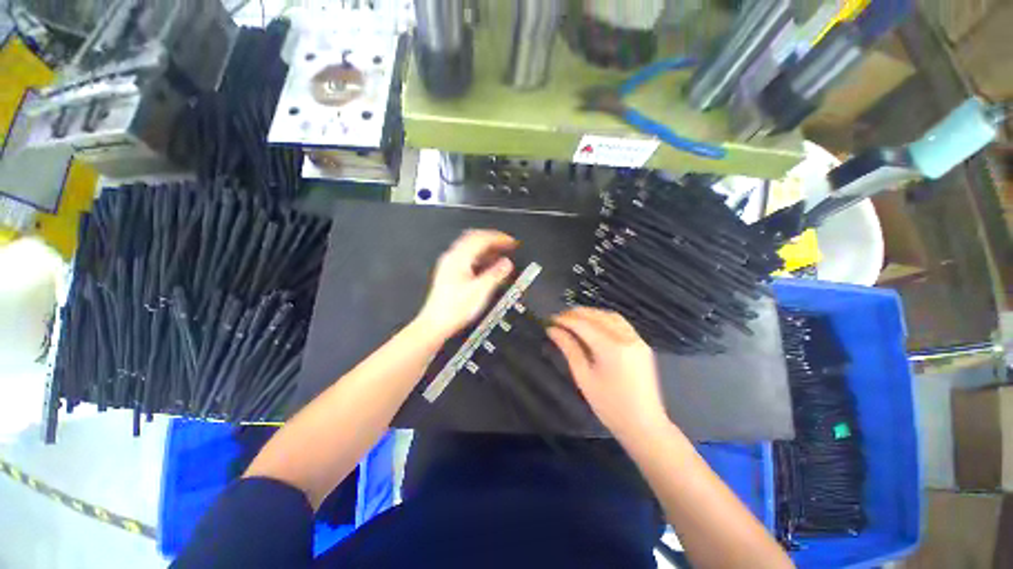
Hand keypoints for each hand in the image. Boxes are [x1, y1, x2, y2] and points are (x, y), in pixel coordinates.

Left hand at [415, 230, 516, 340]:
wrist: (436, 323)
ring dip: (486, 248)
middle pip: (474, 239)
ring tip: (499, 253)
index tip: (510, 242)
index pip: (481, 239)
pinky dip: (479, 256)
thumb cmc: (453, 309)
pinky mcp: (449, 273)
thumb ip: (495, 274)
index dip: (498, 238)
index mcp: (458, 258)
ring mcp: (449, 265)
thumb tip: (506, 263)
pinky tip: (486, 265)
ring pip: (470, 247)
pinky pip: (466, 257)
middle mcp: (452, 258)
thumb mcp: (480, 291)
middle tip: (506, 244)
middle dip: (492, 239)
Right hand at [547, 308, 668, 441]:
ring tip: (574, 319)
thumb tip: (552, 330)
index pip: (583, 324)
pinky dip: (604, 319)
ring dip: (591, 314)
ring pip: (610, 316)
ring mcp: (637, 339)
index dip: (565, 320)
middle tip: (559, 318)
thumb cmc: (609, 406)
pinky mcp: (642, 344)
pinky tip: (593, 325)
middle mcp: (626, 338)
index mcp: (611, 348)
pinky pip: (620, 323)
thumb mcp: (584, 377)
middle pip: (597, 315)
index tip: (550, 320)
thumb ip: (569, 349)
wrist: (644, 425)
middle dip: (576, 314)